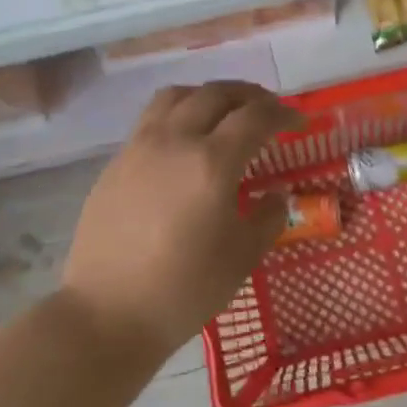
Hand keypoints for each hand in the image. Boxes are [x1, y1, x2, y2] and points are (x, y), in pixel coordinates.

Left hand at [61, 81, 302, 359]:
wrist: (108, 313)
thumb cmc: (185, 289)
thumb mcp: (243, 256)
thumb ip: (268, 217)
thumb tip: (275, 196)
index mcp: (212, 162)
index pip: (255, 116)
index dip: (283, 113)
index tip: (298, 123)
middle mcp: (174, 140)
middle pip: (215, 94)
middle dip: (249, 95)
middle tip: (267, 110)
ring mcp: (139, 147)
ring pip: (177, 96)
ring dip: (208, 95)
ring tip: (224, 113)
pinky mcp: (116, 162)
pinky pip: (151, 119)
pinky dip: (179, 114)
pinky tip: (185, 142)